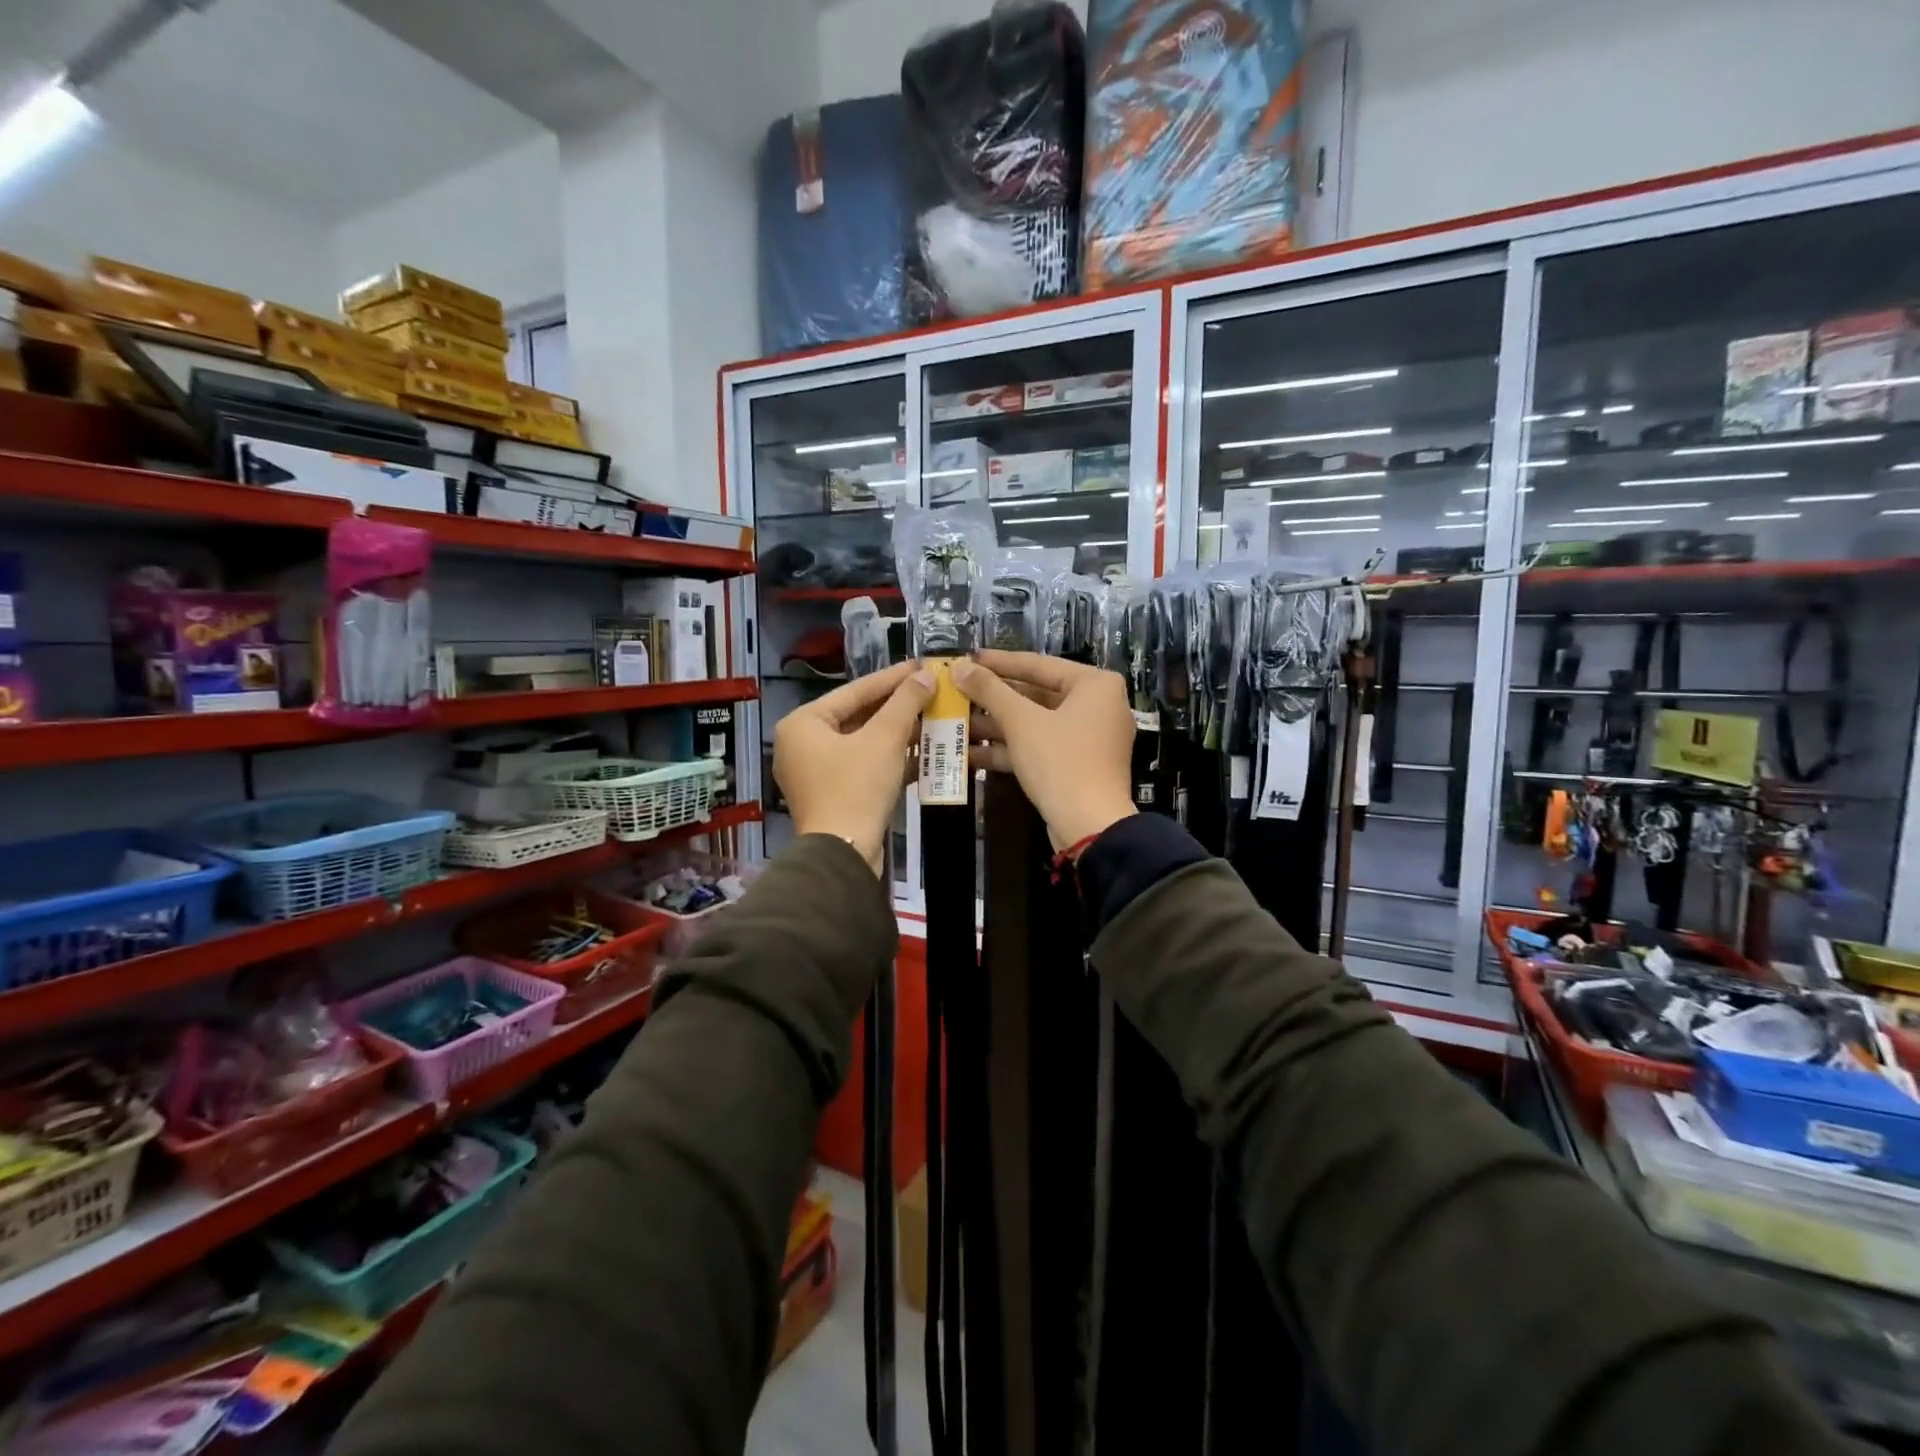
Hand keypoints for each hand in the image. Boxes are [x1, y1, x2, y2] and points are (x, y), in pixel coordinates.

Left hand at [774, 660, 934, 873]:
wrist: (843, 855)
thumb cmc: (857, 788)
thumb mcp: (885, 739)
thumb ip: (905, 702)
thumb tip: (926, 675)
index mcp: (803, 723)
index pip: (855, 690)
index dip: (893, 678)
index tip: (922, 665)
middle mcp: (802, 743)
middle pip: (858, 715)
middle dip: (898, 707)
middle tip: (931, 690)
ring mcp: (815, 771)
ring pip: (863, 742)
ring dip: (899, 733)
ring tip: (934, 717)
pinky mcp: (832, 794)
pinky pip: (863, 765)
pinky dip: (890, 758)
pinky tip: (923, 752)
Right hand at [950, 650, 1136, 850]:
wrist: (1090, 827)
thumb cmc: (1060, 762)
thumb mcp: (1020, 722)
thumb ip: (989, 690)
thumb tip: (959, 667)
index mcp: (1095, 684)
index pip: (1038, 664)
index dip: (998, 662)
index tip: (967, 658)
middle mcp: (1097, 706)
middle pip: (1035, 695)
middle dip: (993, 699)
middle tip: (957, 692)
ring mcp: (1087, 738)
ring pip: (1034, 723)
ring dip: (995, 726)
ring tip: (955, 722)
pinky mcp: (1076, 765)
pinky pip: (1039, 747)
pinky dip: (1009, 749)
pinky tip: (969, 753)